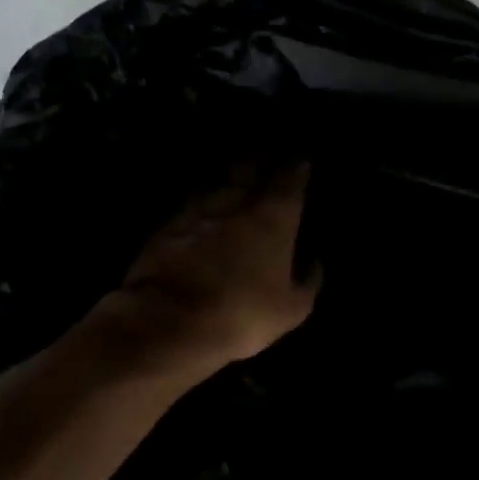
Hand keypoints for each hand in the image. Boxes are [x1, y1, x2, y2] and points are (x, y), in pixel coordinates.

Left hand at [92, 163, 321, 377]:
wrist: (170, 321)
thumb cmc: (242, 314)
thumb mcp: (291, 309)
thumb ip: (307, 280)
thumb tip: (313, 261)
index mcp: (272, 215)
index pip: (290, 176)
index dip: (297, 167)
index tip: (301, 162)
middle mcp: (234, 200)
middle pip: (248, 165)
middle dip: (260, 160)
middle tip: (266, 158)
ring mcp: (195, 208)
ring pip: (215, 179)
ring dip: (226, 176)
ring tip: (233, 178)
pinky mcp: (165, 224)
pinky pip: (189, 203)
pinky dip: (199, 201)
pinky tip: (200, 208)